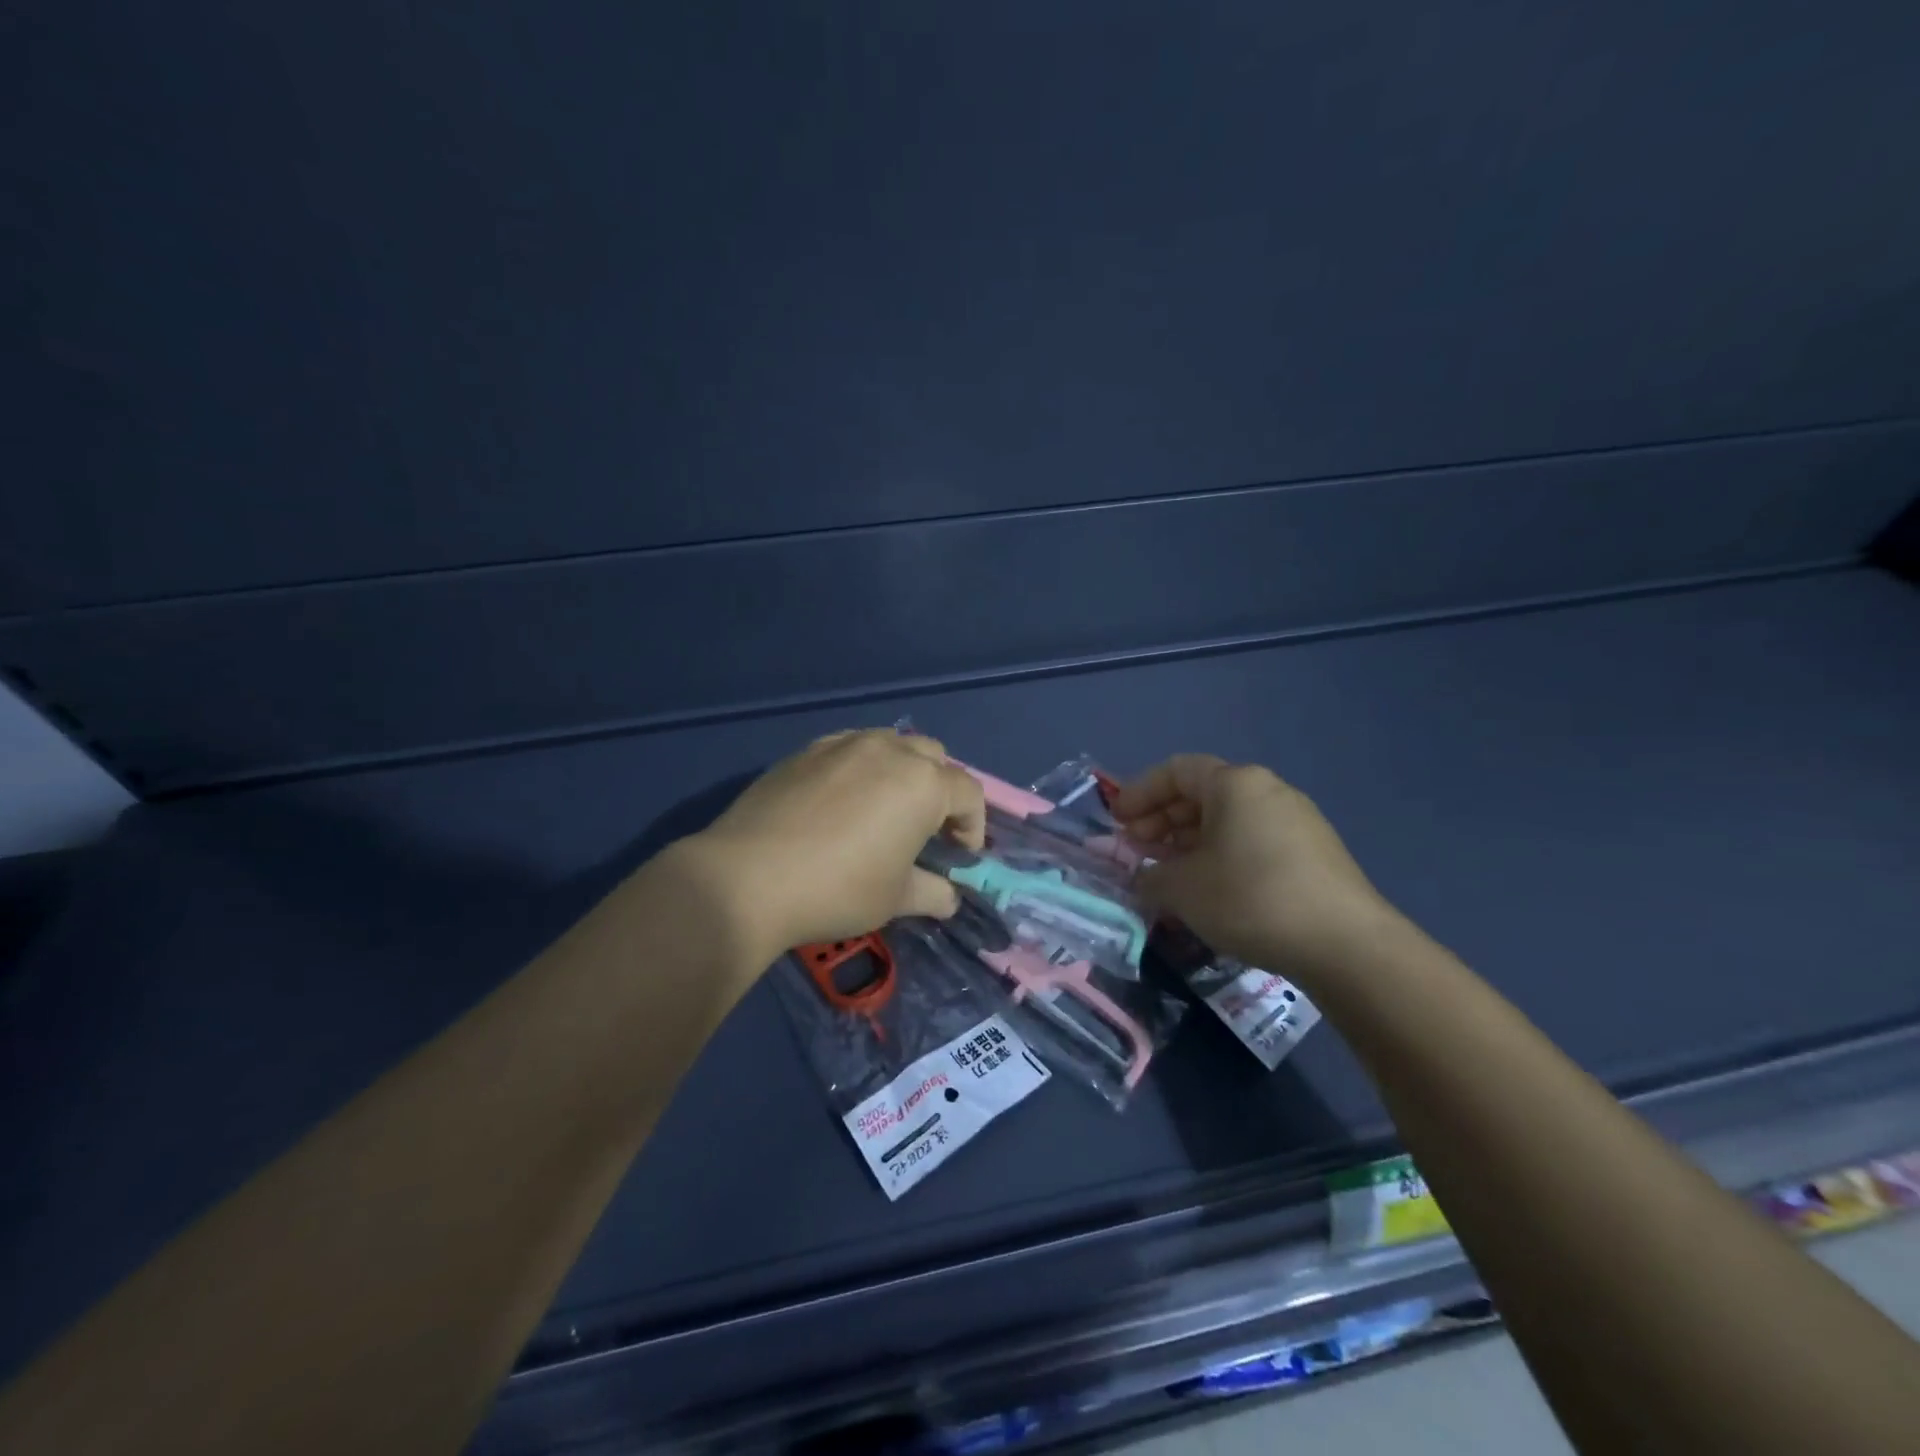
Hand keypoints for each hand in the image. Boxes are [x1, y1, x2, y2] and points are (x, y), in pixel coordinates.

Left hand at [682, 729, 986, 957]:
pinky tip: (841, 801)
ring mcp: (844, 744)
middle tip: (926, 828)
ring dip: (901, 771)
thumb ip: (931, 893)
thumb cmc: (837, 889)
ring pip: (891, 744)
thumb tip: (948, 899)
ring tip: (884, 808)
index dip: (972, 825)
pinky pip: (849, 748)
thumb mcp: (894, 899)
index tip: (959, 855)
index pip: (969, 793)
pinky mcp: (807, 750)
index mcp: (923, 784)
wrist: (747, 877)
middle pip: (934, 757)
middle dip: (940, 789)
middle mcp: (890, 750)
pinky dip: (860, 767)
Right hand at [1112, 755, 1401, 981]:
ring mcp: (1297, 820)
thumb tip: (1146, 877)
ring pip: (1228, 820)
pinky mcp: (1315, 853)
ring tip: (1169, 873)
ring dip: (1190, 841)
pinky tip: (1211, 890)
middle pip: (1202, 794)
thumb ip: (1150, 876)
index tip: (1116, 822)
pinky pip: (1253, 841)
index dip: (1139, 792)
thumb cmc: (1250, 899)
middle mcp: (1268, 790)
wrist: (1345, 945)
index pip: (1176, 771)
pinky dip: (1221, 856)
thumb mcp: (1183, 888)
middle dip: (1162, 820)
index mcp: (1235, 784)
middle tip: (1137, 850)